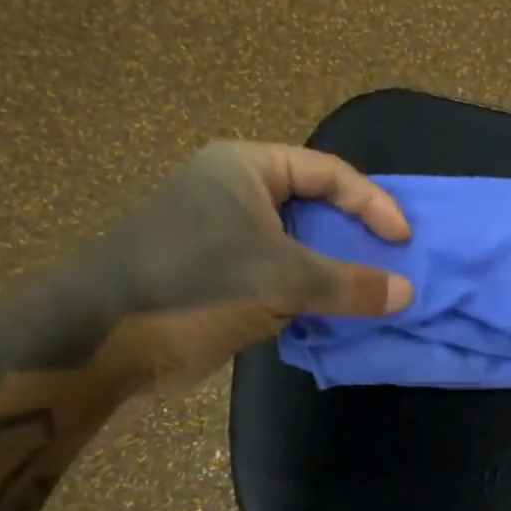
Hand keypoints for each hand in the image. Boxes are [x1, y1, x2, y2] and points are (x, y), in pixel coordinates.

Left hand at [92, 142, 412, 389]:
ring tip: (371, 289)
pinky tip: (333, 311)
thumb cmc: (196, 285)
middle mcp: (234, 190)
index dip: (373, 205)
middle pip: (315, 205)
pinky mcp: (217, 271)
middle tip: (391, 263)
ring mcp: (223, 232)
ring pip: (297, 243)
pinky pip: (278, 272)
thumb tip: (408, 294)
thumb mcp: (282, 280)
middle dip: (355, 236)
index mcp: (246, 168)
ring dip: (333, 267)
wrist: (102, 342)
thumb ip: (349, 285)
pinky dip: (307, 289)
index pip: (329, 173)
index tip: (403, 241)